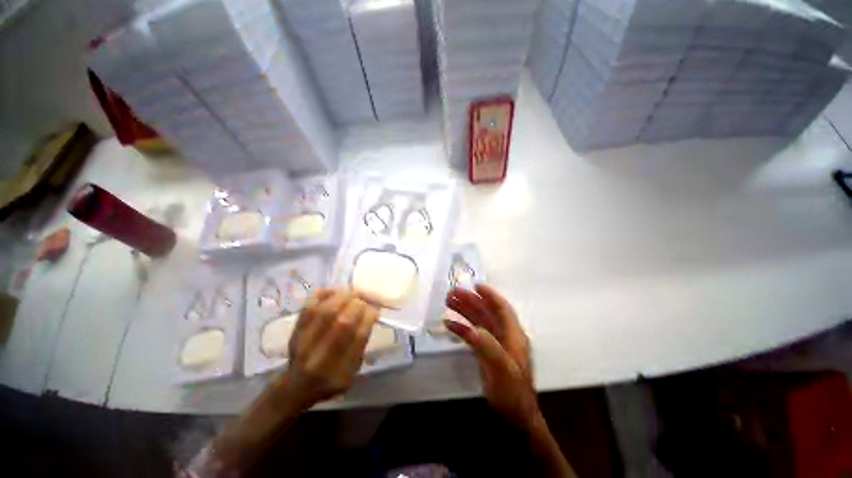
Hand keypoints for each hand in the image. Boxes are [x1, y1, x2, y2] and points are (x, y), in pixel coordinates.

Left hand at [284, 289, 378, 407]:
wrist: (295, 386)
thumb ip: (361, 345)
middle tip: (365, 299)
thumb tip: (370, 314)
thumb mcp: (352, 372)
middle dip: (359, 305)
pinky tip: (336, 292)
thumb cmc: (330, 380)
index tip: (375, 310)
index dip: (369, 317)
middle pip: (342, 322)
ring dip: (344, 296)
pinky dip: (324, 295)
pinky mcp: (295, 330)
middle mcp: (319, 358)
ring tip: (353, 293)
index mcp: (339, 372)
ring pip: (326, 311)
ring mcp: (304, 343)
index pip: (358, 336)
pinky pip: (309, 306)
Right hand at [445, 284, 538, 428]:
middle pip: (486, 312)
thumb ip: (487, 347)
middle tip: (452, 292)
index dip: (490, 295)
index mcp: (513, 335)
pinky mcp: (486, 351)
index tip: (475, 285)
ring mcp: (494, 343)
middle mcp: (504, 335)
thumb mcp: (502, 369)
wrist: (514, 415)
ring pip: (478, 320)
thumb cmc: (512, 392)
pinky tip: (449, 324)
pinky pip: (472, 334)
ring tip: (448, 302)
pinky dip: (461, 328)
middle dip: (470, 300)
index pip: (502, 308)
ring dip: (464, 310)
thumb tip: (470, 329)